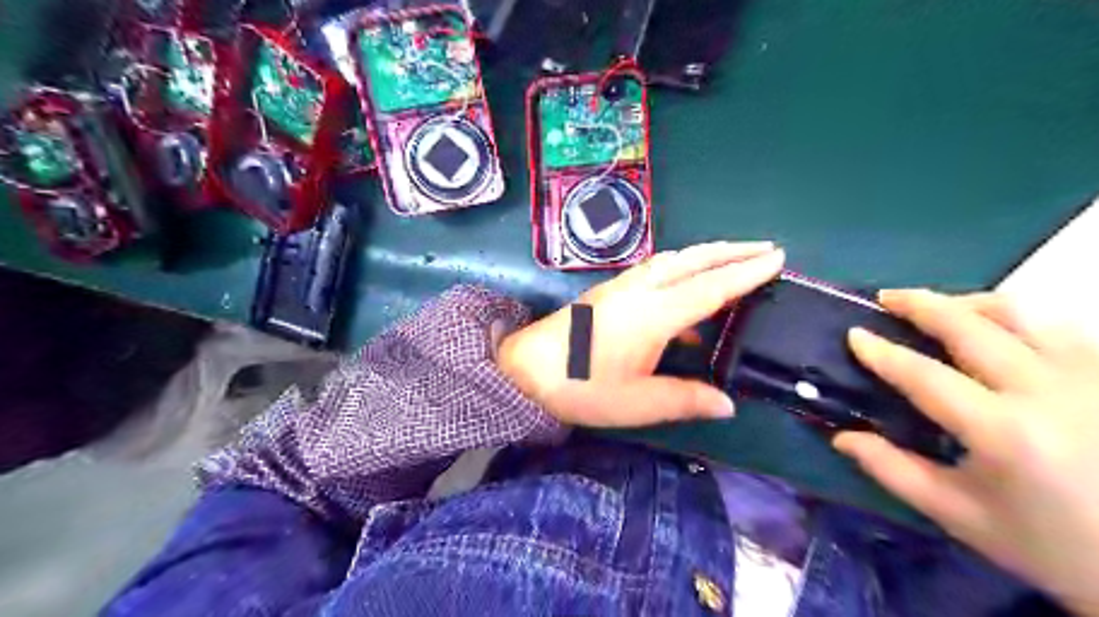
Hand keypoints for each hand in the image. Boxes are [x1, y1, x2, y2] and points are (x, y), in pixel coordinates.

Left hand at [499, 240, 780, 428]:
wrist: (526, 369)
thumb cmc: (580, 387)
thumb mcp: (635, 403)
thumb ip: (683, 399)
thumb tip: (728, 403)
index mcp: (653, 314)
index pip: (711, 288)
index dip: (746, 273)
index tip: (777, 258)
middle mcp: (641, 290)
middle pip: (694, 260)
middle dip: (732, 251)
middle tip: (765, 247)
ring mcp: (622, 287)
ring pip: (673, 260)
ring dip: (706, 255)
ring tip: (733, 259)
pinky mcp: (609, 292)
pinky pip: (656, 269)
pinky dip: (681, 268)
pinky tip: (685, 292)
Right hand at [834, 288, 1097, 615]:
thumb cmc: (1053, 545)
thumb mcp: (961, 517)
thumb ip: (893, 471)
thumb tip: (841, 436)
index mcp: (1004, 431)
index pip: (925, 375)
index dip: (883, 352)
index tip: (855, 334)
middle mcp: (1049, 390)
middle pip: (971, 327)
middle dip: (921, 305)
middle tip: (887, 298)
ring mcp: (1092, 375)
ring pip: (1020, 313)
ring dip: (967, 303)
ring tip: (939, 308)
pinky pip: (1054, 326)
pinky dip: (1012, 318)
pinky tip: (995, 330)